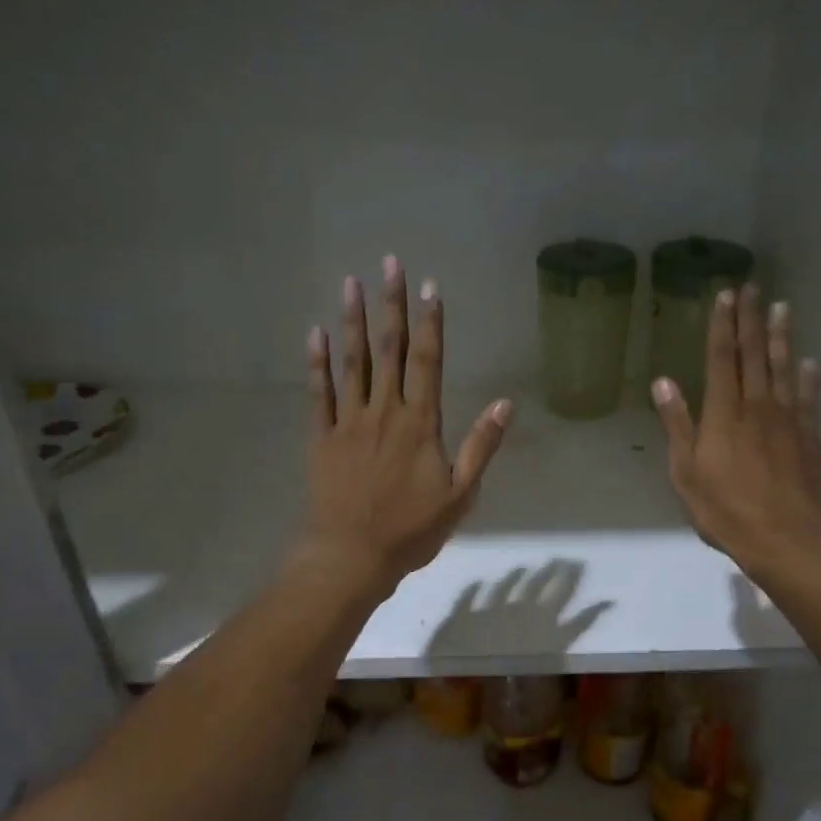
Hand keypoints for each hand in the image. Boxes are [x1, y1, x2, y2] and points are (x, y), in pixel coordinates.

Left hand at [297, 255, 512, 593]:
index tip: (431, 286)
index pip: (428, 362)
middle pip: (390, 350)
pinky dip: (317, 363)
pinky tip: (314, 333)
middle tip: (389, 264)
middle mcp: (384, 412)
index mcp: (420, 424)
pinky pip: (319, 393)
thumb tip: (506, 403)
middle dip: (391, 305)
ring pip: (352, 362)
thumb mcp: (461, 494)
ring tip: (350, 284)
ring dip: (353, 322)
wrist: (351, 556)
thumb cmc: (411, 530)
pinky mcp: (321, 438)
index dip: (431, 322)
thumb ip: (481, 446)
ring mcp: (349, 422)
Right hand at [652, 285, 820, 580]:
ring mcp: (788, 419)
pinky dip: (808, 377)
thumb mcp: (686, 473)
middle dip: (751, 319)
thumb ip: (678, 425)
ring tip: (782, 307)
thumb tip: (663, 382)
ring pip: (783, 368)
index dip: (722, 326)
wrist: (787, 538)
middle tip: (753, 287)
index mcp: (723, 413)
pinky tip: (809, 363)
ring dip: (780, 337)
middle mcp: (757, 406)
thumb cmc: (725, 510)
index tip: (724, 295)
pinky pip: (808, 398)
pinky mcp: (809, 437)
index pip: (721, 359)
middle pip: (754, 355)